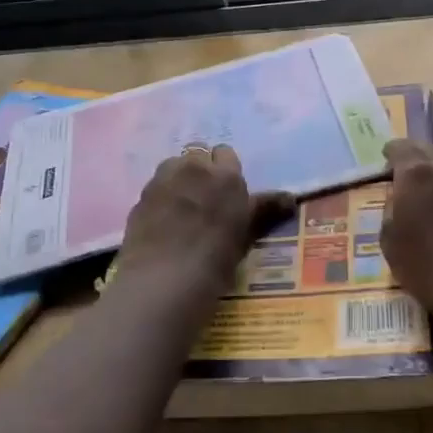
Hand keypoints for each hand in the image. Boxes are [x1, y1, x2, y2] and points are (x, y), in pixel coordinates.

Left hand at [115, 145, 295, 291]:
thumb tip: (291, 199)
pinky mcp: (140, 196)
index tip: (227, 193)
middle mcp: (193, 168)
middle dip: (201, 171)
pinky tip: (163, 223)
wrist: (164, 278)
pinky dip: (161, 198)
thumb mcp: (246, 234)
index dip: (226, 172)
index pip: (226, 154)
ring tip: (182, 210)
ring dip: (179, 179)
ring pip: (174, 167)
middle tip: (205, 201)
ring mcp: (163, 179)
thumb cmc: (216, 258)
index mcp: (225, 175)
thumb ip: (265, 210)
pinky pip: (156, 187)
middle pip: (198, 155)